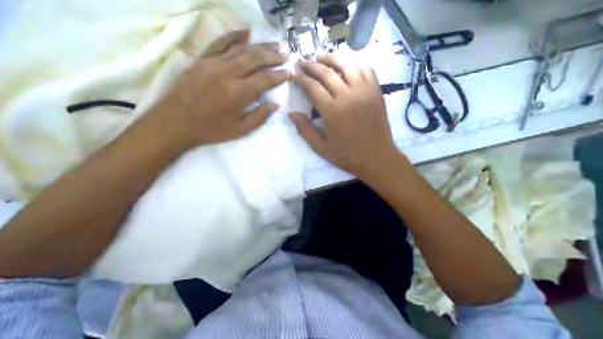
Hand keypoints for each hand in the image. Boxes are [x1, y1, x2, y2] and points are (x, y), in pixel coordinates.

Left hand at [152, 29, 290, 148]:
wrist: (174, 122)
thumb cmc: (209, 129)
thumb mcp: (238, 130)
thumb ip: (259, 117)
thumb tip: (275, 104)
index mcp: (239, 93)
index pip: (266, 78)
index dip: (279, 75)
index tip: (288, 73)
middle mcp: (229, 73)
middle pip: (256, 58)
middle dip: (274, 56)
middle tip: (286, 55)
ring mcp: (214, 63)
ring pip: (242, 48)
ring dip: (260, 45)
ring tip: (274, 45)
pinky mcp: (202, 59)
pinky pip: (220, 42)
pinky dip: (234, 35)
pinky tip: (246, 32)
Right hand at [290, 54, 401, 177]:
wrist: (377, 158)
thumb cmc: (348, 155)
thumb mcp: (321, 148)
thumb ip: (305, 130)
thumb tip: (291, 114)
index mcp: (332, 111)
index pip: (312, 87)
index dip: (300, 79)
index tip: (293, 75)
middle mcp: (348, 96)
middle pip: (326, 72)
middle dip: (311, 65)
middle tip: (302, 62)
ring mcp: (364, 91)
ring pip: (346, 65)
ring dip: (332, 59)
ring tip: (321, 57)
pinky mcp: (376, 91)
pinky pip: (366, 69)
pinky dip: (355, 64)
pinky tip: (347, 65)